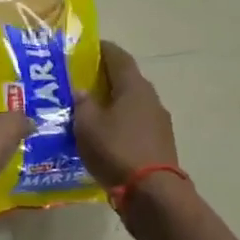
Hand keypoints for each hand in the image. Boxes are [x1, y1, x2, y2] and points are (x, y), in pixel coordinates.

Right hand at [72, 41, 176, 189]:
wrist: (151, 192)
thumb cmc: (116, 150)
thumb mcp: (87, 125)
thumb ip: (83, 104)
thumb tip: (81, 91)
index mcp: (134, 87)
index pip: (118, 57)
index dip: (102, 49)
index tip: (87, 47)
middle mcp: (150, 99)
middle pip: (126, 80)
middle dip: (104, 78)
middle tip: (80, 80)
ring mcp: (158, 122)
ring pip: (131, 104)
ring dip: (112, 103)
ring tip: (89, 110)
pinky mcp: (159, 143)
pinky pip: (135, 124)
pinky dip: (119, 123)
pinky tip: (103, 135)